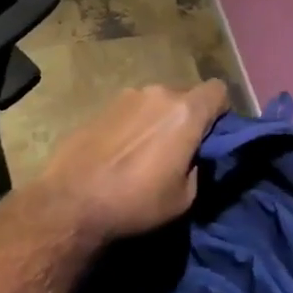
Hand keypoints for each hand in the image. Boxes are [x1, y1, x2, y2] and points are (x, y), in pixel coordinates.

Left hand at [38, 82, 229, 240]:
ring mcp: (127, 96)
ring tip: (143, 154)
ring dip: (158, 120)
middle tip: (178, 151)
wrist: (71, 201)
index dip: (221, 111)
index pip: (218, 90)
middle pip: (185, 96)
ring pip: (156, 102)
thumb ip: (198, 166)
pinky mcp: (102, 105)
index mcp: (185, 112)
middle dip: (187, 118)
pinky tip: (119, 153)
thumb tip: (194, 155)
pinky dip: (133, 125)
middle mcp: (158, 93)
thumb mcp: (184, 198)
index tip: (212, 135)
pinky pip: (131, 110)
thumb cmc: (135, 202)